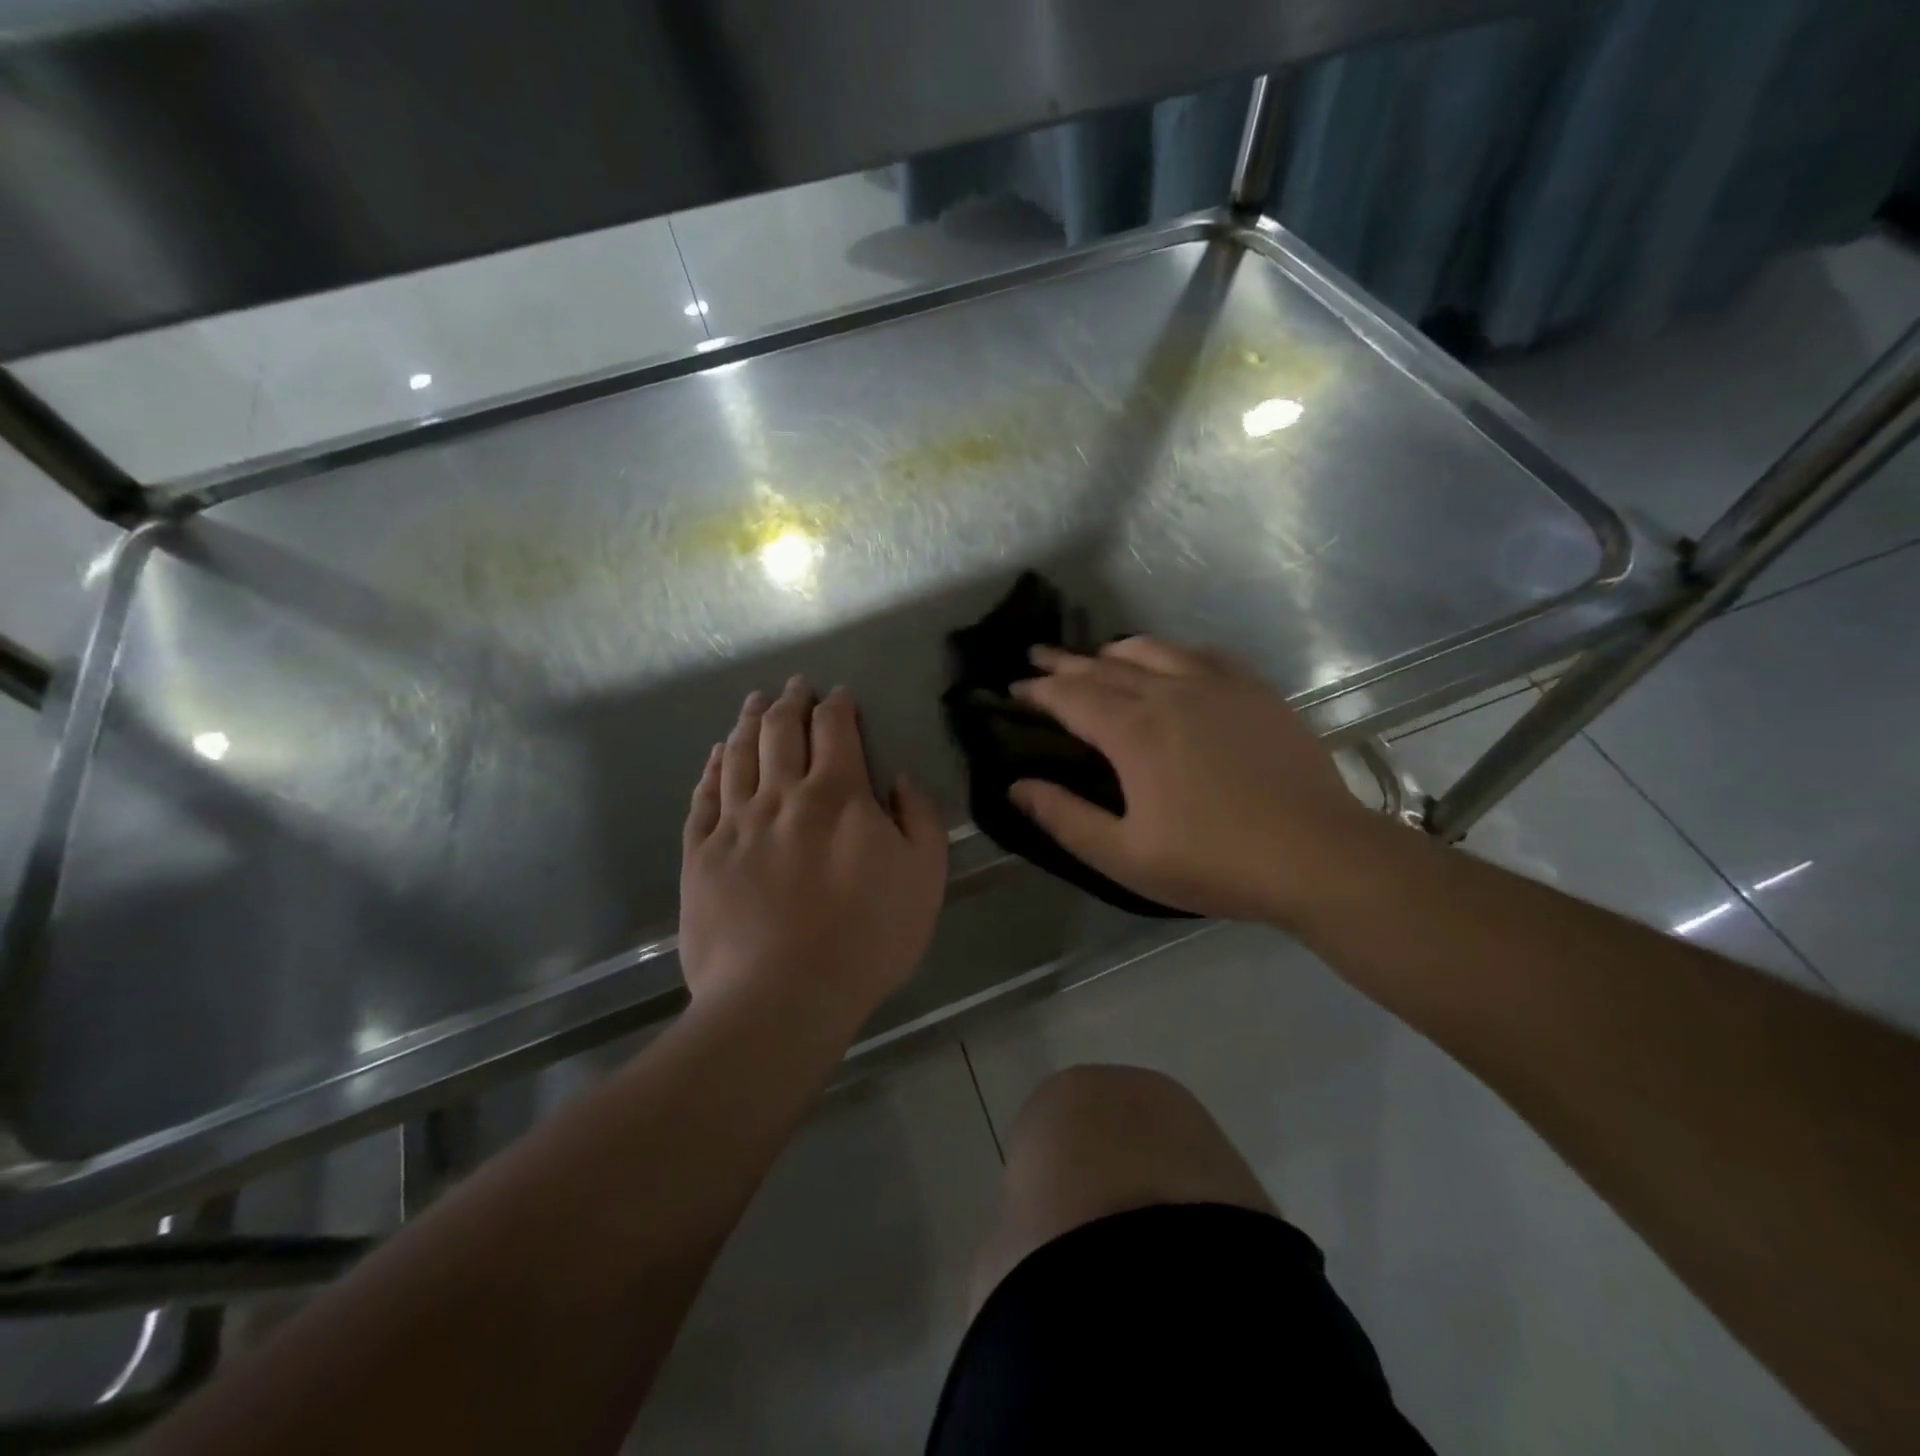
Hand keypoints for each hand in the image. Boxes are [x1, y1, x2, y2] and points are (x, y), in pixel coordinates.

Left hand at [680, 678, 947, 1027]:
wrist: (781, 997)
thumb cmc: (866, 938)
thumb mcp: (925, 878)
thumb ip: (919, 819)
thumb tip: (899, 780)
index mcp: (838, 794)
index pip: (835, 729)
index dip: (837, 706)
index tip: (838, 694)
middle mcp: (782, 795)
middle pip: (780, 730)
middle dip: (790, 701)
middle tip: (793, 686)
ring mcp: (735, 823)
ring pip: (738, 754)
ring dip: (748, 722)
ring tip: (753, 703)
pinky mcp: (700, 855)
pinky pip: (704, 797)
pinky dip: (711, 768)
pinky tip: (715, 756)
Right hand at [1009, 638, 1384, 925]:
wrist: (1318, 855)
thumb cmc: (1214, 862)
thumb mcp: (1125, 856)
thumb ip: (1065, 818)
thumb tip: (1016, 788)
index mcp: (1133, 732)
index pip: (1070, 697)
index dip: (1037, 691)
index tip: (1013, 689)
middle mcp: (1169, 693)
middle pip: (1104, 667)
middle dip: (1065, 662)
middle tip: (1037, 656)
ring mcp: (1217, 686)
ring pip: (1153, 651)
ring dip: (1114, 651)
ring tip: (1096, 656)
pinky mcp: (1255, 691)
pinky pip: (1202, 654)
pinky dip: (1171, 652)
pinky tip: (1171, 661)